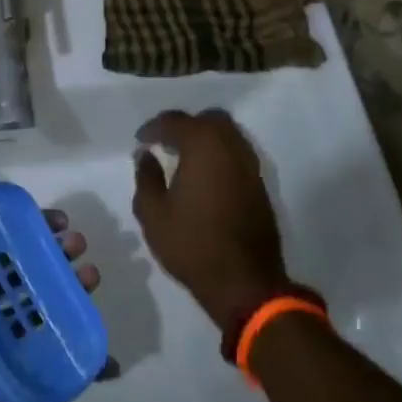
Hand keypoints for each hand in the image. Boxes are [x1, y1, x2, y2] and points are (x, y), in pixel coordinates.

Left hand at [0, 159, 98, 401]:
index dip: (28, 226)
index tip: (56, 220)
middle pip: (25, 266)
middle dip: (55, 253)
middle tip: (78, 246)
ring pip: (38, 301)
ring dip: (68, 286)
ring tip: (90, 276)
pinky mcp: (6, 362)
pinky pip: (41, 343)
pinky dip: (68, 333)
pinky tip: (92, 321)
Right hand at [132, 109, 287, 329]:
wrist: (246, 283)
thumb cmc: (193, 245)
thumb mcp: (153, 214)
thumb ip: (146, 177)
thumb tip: (146, 155)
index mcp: (203, 146)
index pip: (175, 121)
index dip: (154, 128)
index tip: (141, 140)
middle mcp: (231, 146)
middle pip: (208, 119)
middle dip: (185, 126)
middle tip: (165, 143)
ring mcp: (250, 165)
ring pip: (228, 135)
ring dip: (206, 139)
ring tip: (184, 158)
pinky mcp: (260, 184)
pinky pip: (237, 154)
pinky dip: (220, 155)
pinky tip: (205, 176)